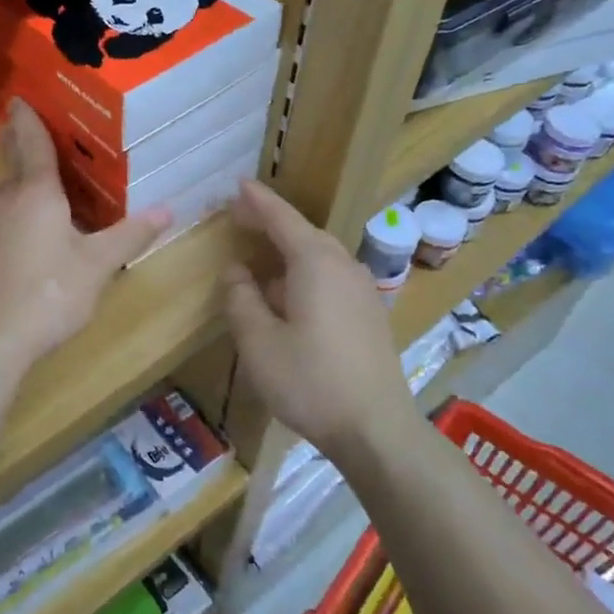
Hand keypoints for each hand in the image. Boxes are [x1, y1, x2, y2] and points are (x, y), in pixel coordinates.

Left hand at [0, 102, 168, 377]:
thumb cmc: (47, 296)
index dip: (29, 118)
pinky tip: (22, 259)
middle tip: (54, 162)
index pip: (31, 142)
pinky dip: (8, 231)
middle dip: (32, 165)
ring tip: (49, 219)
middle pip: (17, 173)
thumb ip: (129, 236)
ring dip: (23, 204)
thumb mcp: (97, 267)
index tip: (21, 98)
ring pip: (4, 205)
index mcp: (34, 193)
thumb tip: (168, 210)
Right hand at [223, 180, 414, 457]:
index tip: (237, 185)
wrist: (376, 428)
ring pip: (320, 256)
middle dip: (272, 223)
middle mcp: (344, 266)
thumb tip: (237, 272)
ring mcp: (363, 290)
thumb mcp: (258, 342)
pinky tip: (290, 295)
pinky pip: (332, 276)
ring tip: (260, 256)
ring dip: (289, 250)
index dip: (257, 201)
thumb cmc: (310, 381)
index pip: (282, 218)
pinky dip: (305, 272)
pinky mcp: (370, 314)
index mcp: (316, 263)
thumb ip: (241, 299)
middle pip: (304, 233)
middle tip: (241, 218)